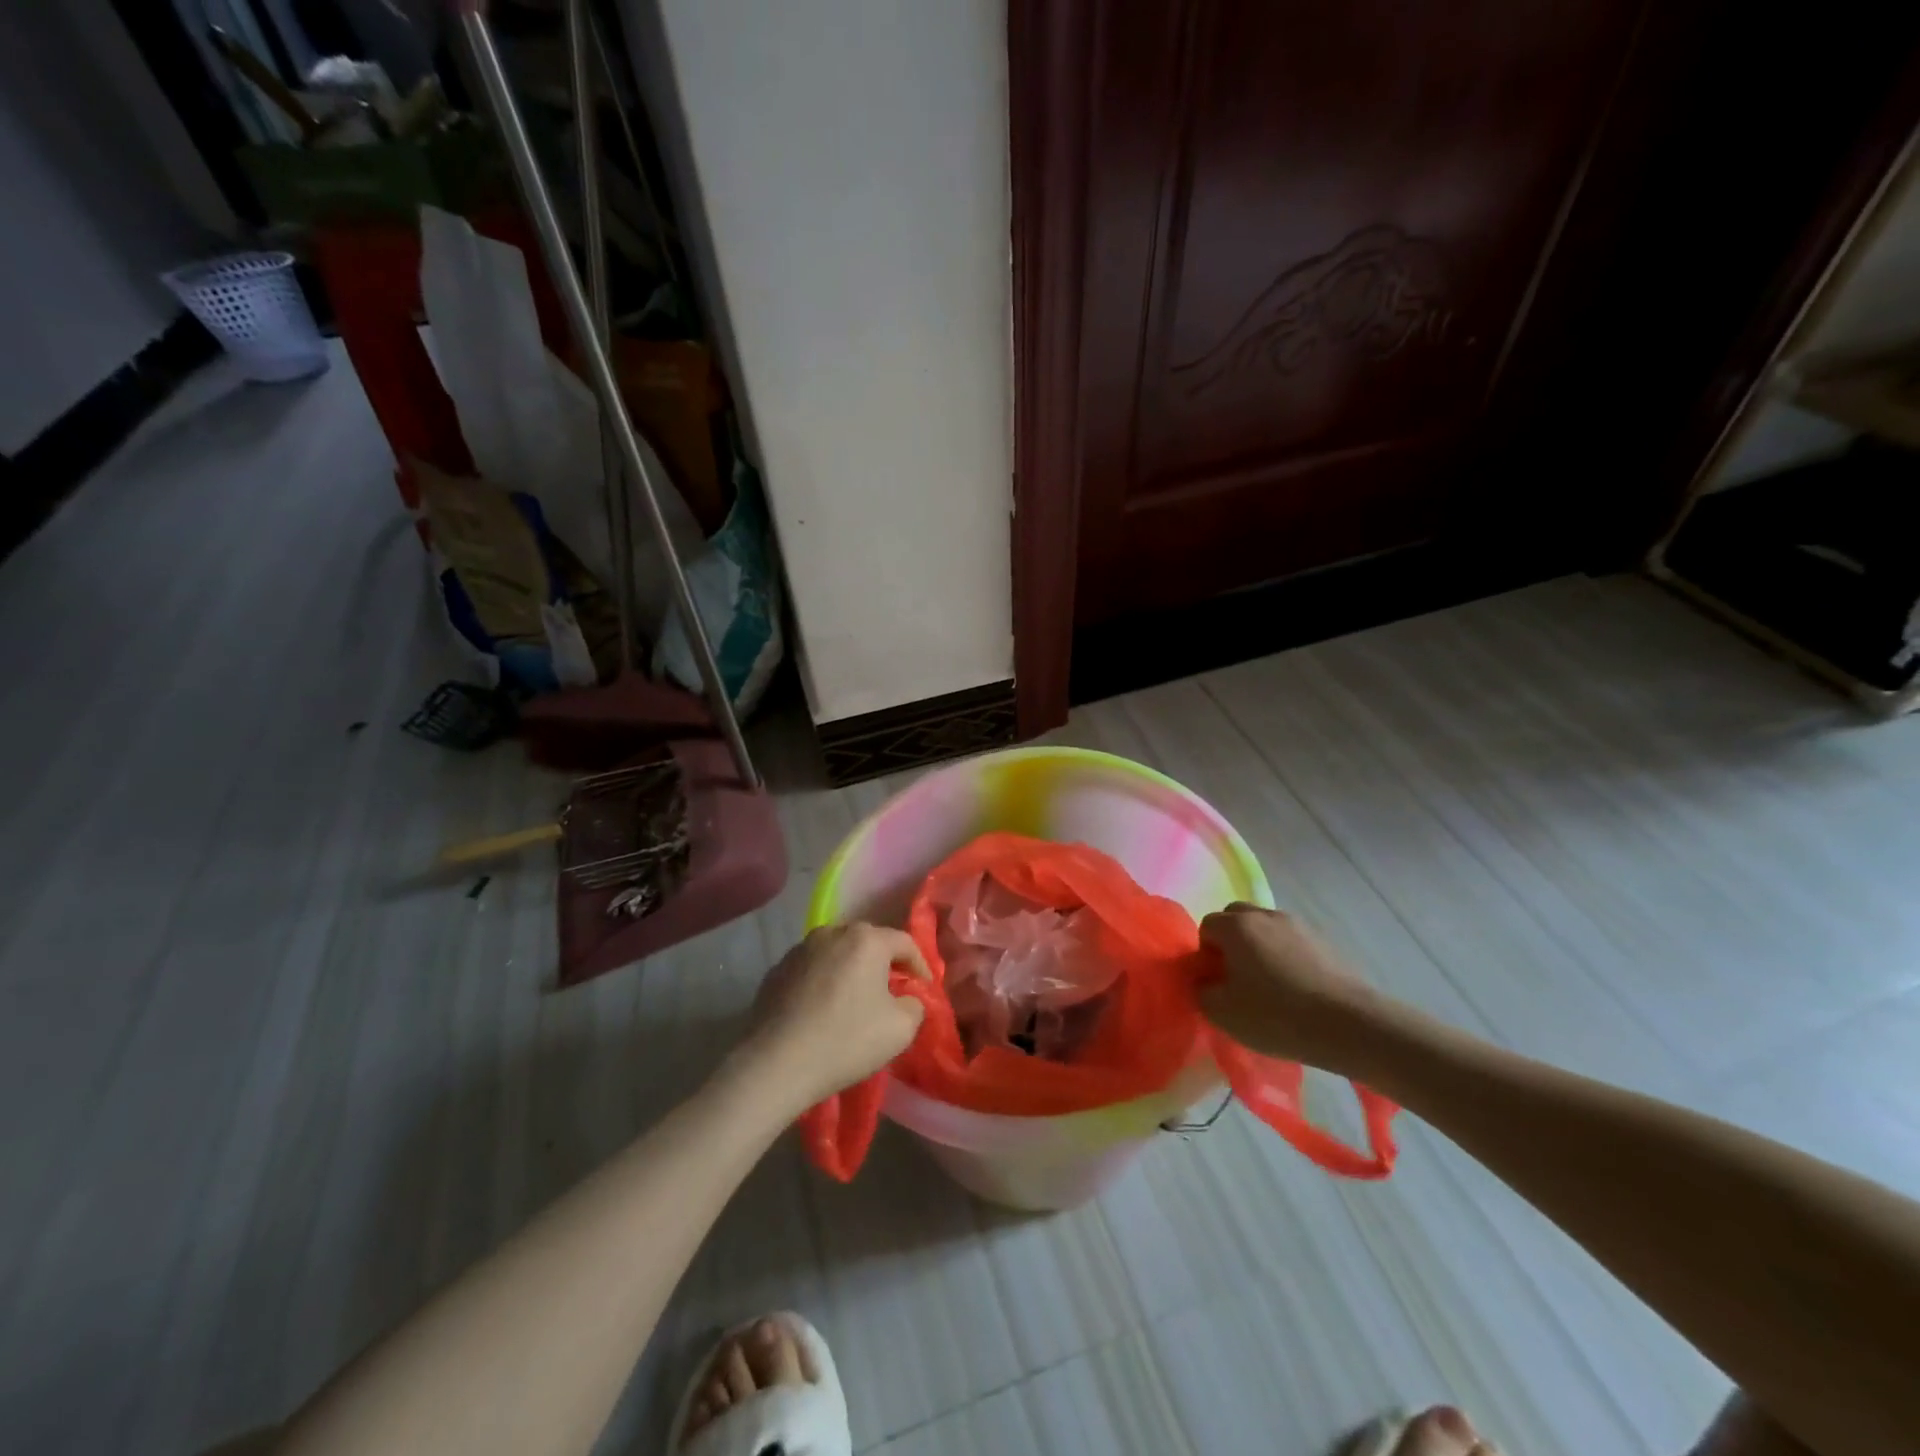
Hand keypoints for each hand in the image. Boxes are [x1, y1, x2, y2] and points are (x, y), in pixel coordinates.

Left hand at [740, 923, 928, 1109]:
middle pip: (868, 943)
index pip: (904, 942)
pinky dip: (823, 982)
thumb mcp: (901, 1029)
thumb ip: (915, 1005)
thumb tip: (907, 998)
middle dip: (884, 965)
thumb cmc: (846, 1041)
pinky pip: (812, 969)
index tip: (923, 990)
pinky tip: (822, 1010)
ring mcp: (800, 949)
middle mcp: (832, 932)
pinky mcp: (776, 970)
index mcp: (866, 939)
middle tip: (891, 993)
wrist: (775, 1064)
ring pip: (837, 954)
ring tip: (854, 1001)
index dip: (920, 965)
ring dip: (850, 971)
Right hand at [1198, 903, 1382, 1070]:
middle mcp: (1264, 915)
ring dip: (1259, 947)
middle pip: (1236, 917)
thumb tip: (1205, 980)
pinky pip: (1291, 941)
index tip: (1217, 981)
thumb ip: (1202, 991)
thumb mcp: (1222, 1013)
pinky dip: (1285, 956)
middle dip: (1230, 941)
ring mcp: (1298, 925)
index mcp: (1236, 926)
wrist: (1349, 1025)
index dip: (1206, 953)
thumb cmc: (1276, 1015)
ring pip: (1265, 927)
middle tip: (1237, 977)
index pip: (1207, 926)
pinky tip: (1296, 988)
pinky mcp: (1324, 941)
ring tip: (1269, 984)